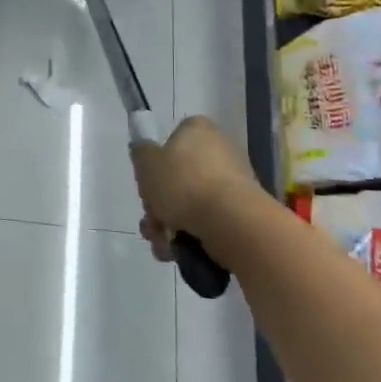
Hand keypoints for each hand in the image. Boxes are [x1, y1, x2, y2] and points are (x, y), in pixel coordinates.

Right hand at [130, 115, 259, 262]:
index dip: (154, 164)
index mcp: (198, 130)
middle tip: (151, 220)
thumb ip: (140, 153)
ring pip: (188, 202)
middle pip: (177, 177)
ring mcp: (233, 181)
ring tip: (162, 242)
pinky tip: (177, 251)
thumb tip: (144, 150)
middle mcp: (219, 149)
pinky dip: (190, 235)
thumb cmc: (184, 184)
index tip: (146, 185)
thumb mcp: (146, 163)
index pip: (171, 140)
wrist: (231, 222)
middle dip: (158, 204)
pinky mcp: (240, 210)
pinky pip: (207, 220)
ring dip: (168, 225)